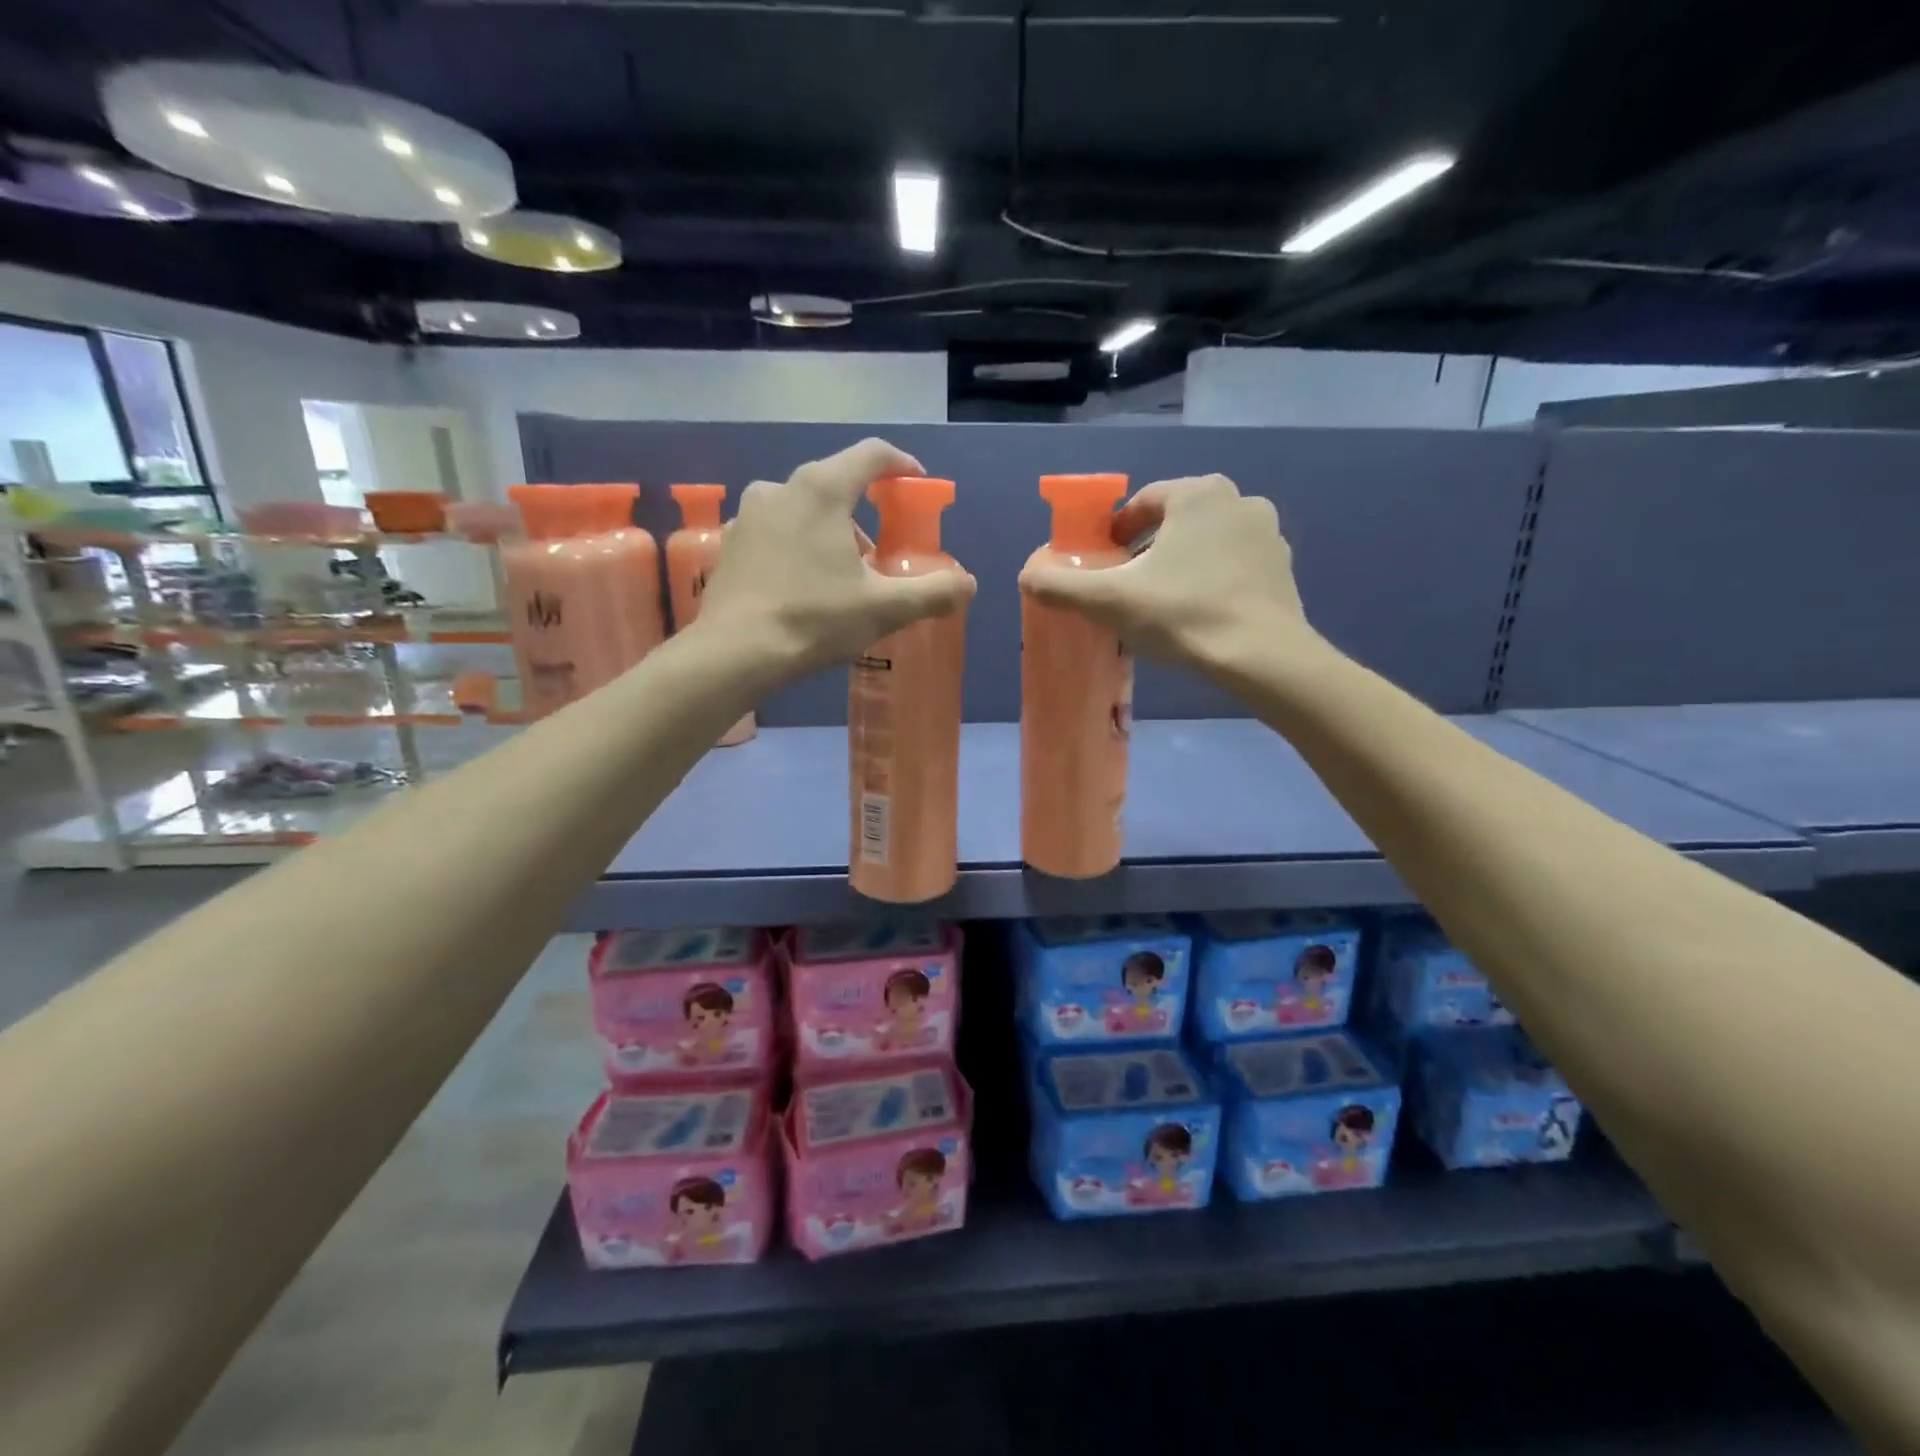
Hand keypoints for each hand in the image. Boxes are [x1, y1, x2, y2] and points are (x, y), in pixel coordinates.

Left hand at [697, 438, 976, 680]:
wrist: (735, 652)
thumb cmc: (814, 619)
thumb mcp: (883, 609)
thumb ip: (932, 593)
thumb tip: (968, 584)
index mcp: (821, 490)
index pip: (871, 455)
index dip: (901, 464)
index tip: (916, 484)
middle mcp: (780, 488)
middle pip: (835, 483)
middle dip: (864, 511)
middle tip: (879, 552)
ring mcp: (749, 515)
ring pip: (802, 508)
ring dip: (829, 530)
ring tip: (841, 574)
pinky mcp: (731, 543)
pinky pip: (775, 531)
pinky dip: (797, 545)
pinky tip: (802, 584)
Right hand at [1019, 474, 1322, 673]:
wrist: (1262, 657)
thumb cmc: (1182, 615)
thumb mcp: (1109, 601)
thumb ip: (1060, 585)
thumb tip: (1027, 576)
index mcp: (1196, 493)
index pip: (1142, 503)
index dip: (1115, 532)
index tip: (1103, 563)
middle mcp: (1237, 499)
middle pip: (1174, 521)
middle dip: (1147, 549)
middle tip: (1128, 587)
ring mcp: (1267, 533)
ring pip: (1205, 542)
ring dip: (1181, 563)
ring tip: (1162, 603)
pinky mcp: (1283, 567)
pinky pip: (1233, 564)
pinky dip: (1211, 579)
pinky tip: (1199, 614)